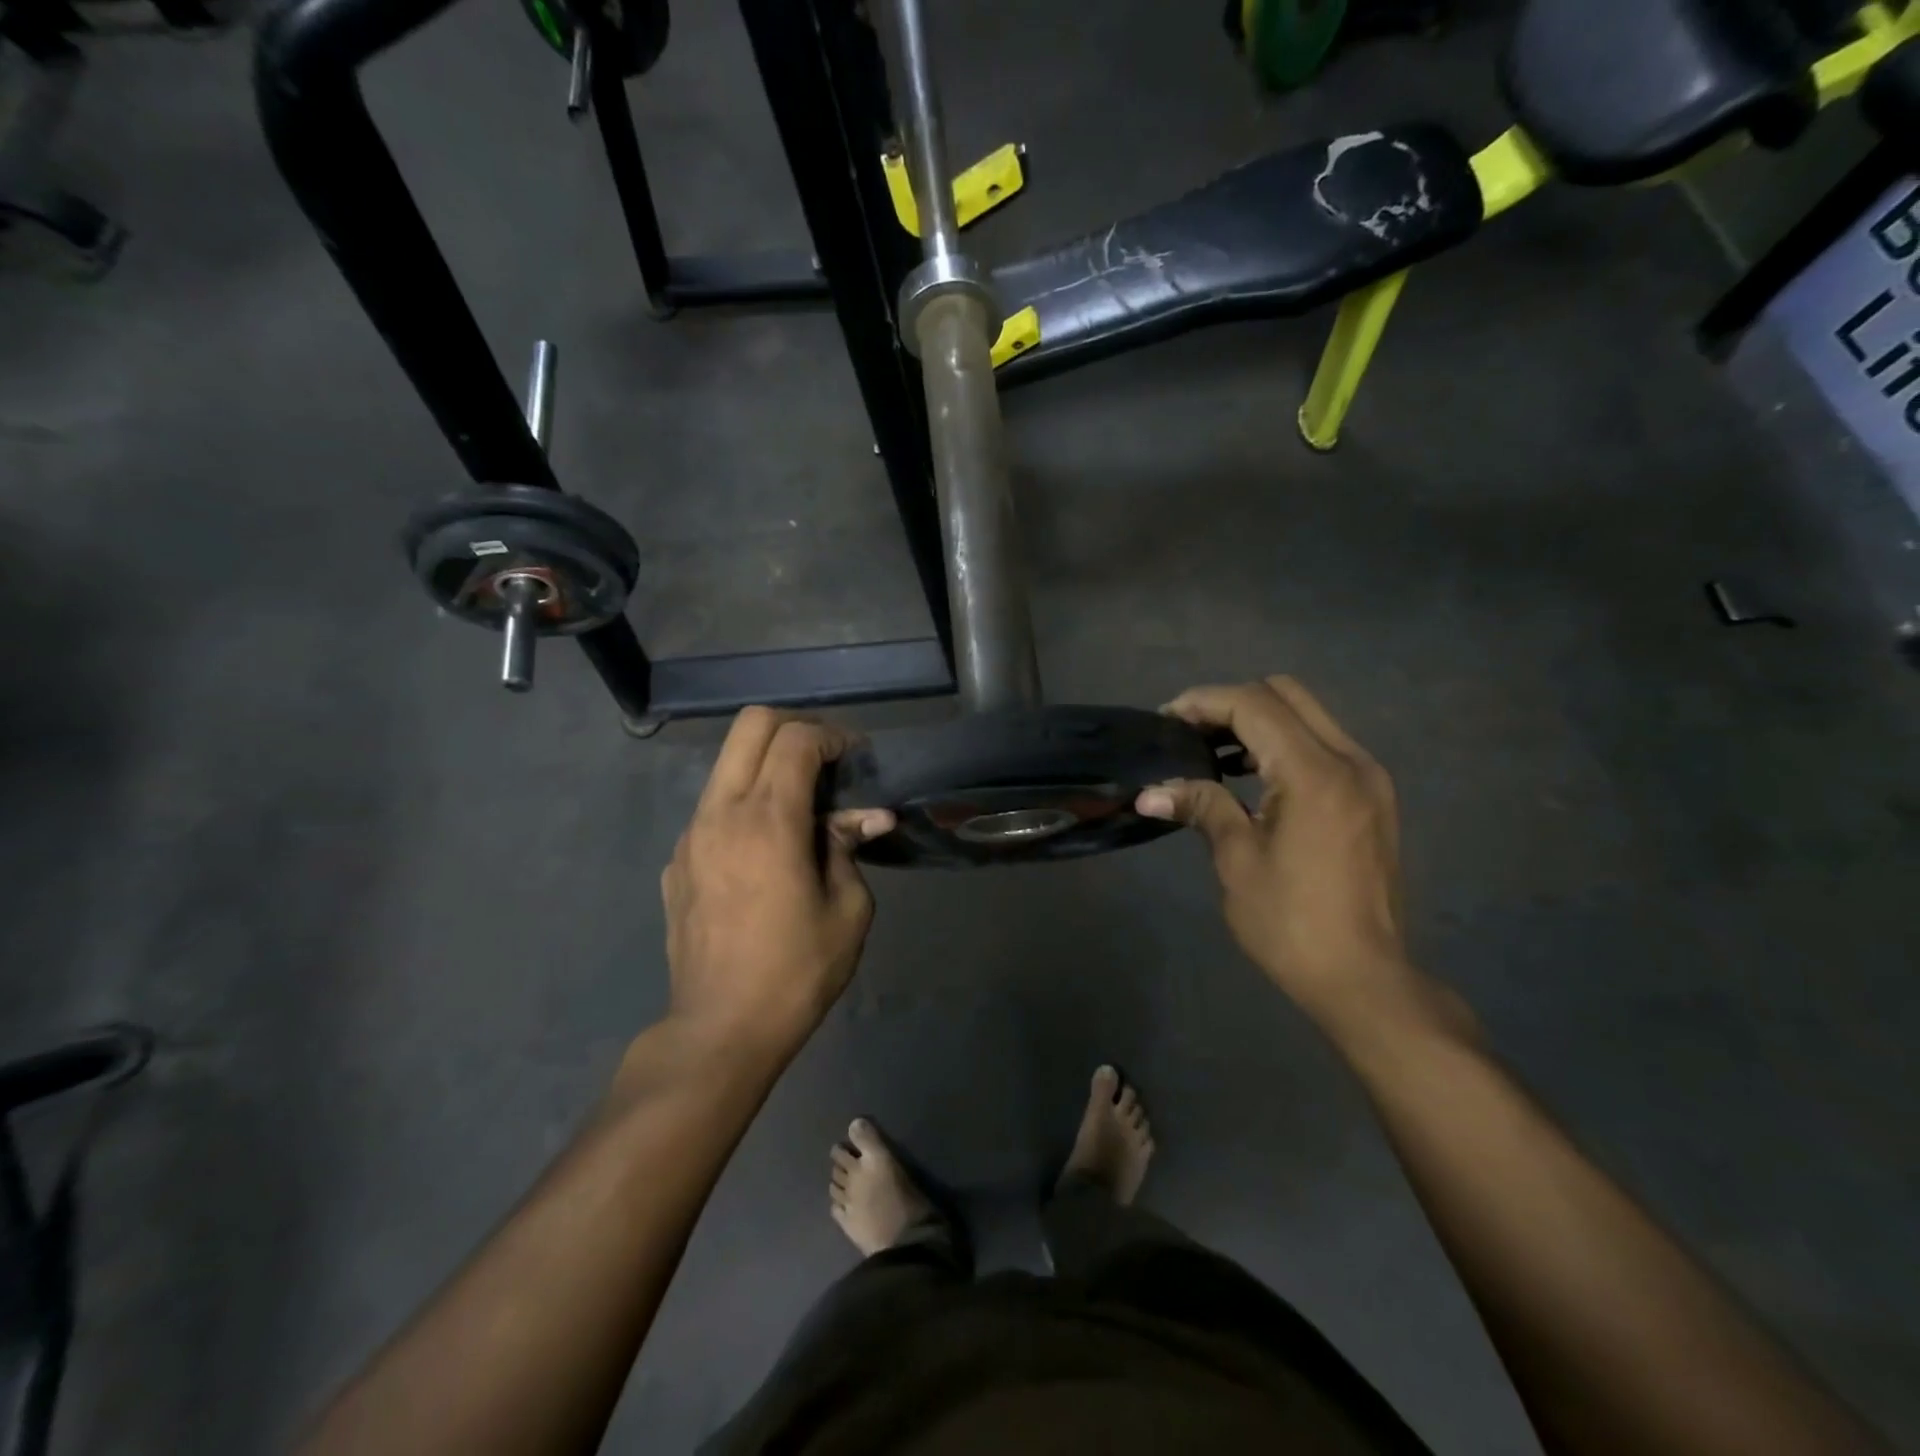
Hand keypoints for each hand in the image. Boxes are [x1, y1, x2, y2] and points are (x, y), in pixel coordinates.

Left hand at [661, 708, 894, 1057]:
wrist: (720, 1030)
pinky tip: (766, 851)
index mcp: (768, 820)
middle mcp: (721, 813)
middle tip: (826, 762)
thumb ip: (849, 847)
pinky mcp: (676, 861)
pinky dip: (745, 805)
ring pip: (727, 763)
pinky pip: (714, 808)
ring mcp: (691, 835)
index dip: (834, 736)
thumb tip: (867, 817)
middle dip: (795, 728)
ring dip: (767, 765)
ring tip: (801, 805)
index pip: (796, 738)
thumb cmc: (796, 971)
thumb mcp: (847, 909)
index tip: (857, 759)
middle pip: (750, 726)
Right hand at [1138, 677, 1464, 1045]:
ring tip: (1213, 753)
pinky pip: (1323, 744)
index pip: (1254, 705)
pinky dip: (1284, 743)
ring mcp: (1369, 777)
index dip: (1204, 702)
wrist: (1365, 978)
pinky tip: (1253, 777)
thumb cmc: (1291, 923)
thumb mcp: (1237, 861)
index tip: (1166, 720)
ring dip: (1258, 720)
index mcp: (1315, 774)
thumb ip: (1201, 807)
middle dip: (1231, 702)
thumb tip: (1150, 793)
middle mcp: (1350, 761)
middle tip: (1190, 733)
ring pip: (1308, 715)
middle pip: (1286, 693)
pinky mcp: (1373, 796)